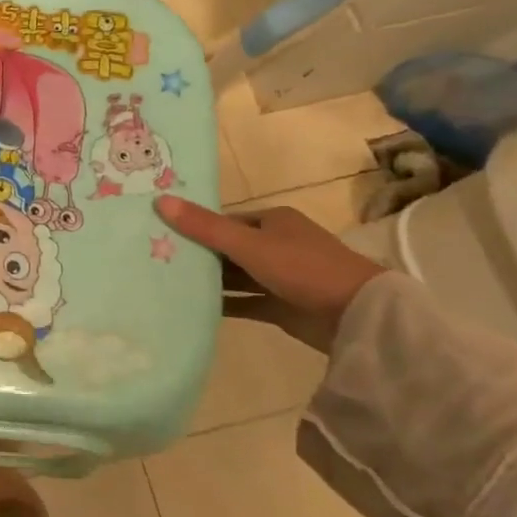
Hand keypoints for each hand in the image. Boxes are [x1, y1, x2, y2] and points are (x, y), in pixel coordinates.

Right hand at [155, 196, 387, 351]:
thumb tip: (159, 200)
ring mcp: (281, 277)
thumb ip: (204, 227)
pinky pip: (246, 302)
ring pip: (236, 276)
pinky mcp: (283, 305)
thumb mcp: (248, 244)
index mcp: (274, 221)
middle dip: (199, 254)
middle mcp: (278, 244)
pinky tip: (195, 307)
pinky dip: (224, 304)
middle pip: (229, 247)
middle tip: (158, 260)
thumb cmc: (302, 268)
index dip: (197, 226)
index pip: (226, 220)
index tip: (163, 235)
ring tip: (169, 283)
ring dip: (210, 280)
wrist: (358, 316)